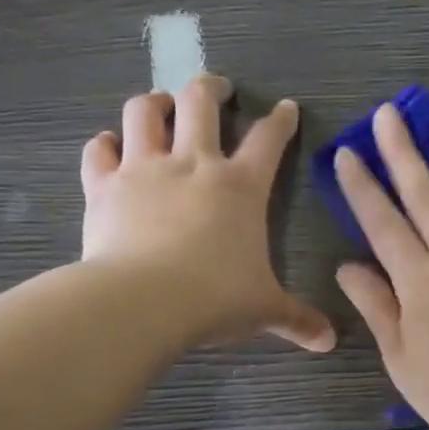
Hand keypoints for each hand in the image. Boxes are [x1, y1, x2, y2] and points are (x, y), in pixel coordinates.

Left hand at [81, 77, 334, 352]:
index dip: (281, 120)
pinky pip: (99, 151)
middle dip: (211, 88)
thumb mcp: (264, 309)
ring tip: (160, 105)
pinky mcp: (103, 186)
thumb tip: (329, 341)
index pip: (269, 139)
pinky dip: (104, 145)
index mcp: (241, 187)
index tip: (286, 108)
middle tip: (217, 89)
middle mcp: (193, 165)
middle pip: (201, 102)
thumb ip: (297, 319)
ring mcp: (144, 170)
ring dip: (154, 102)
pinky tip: (109, 148)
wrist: (143, 302)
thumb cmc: (215, 298)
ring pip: (144, 111)